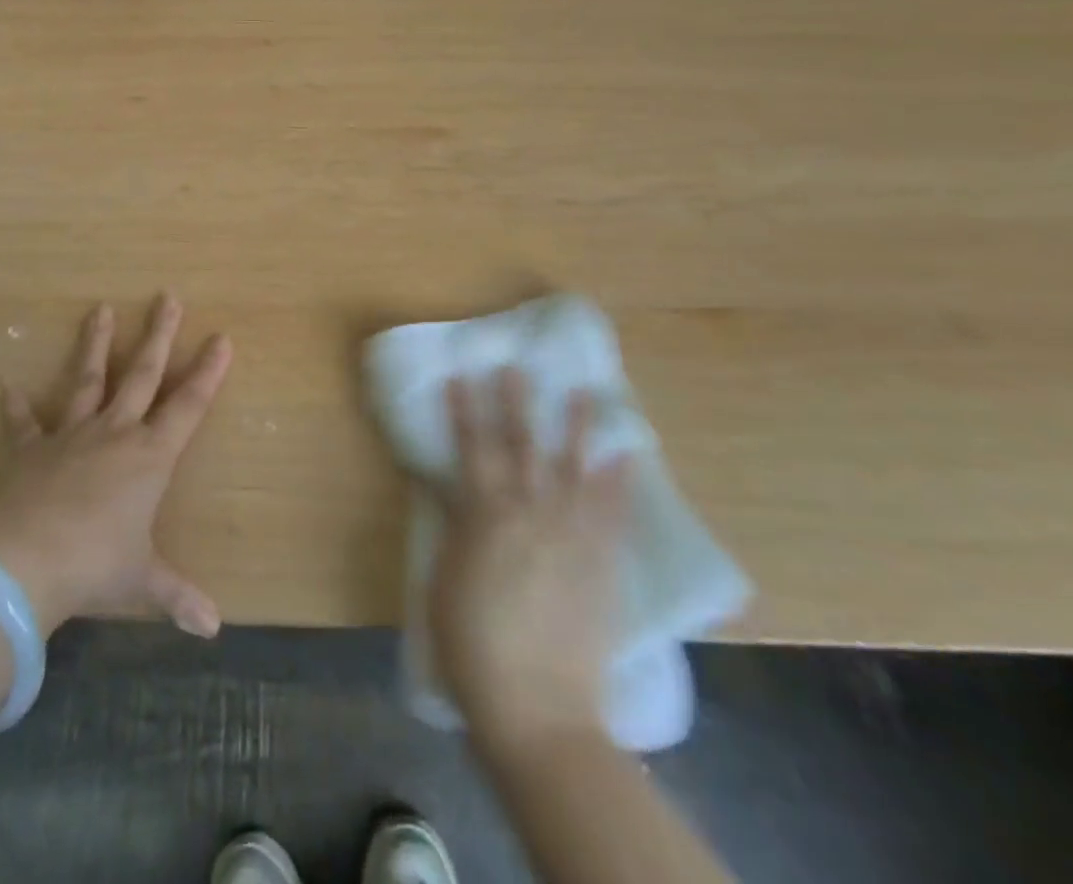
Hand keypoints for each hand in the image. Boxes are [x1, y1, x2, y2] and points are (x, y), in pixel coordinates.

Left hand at [0, 294, 231, 637]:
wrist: (25, 562)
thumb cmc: (96, 565)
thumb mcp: (143, 581)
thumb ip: (179, 597)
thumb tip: (214, 628)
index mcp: (149, 457)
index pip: (188, 406)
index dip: (208, 372)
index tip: (222, 338)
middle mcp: (115, 434)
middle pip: (142, 374)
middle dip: (159, 335)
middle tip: (169, 296)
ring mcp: (71, 437)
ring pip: (87, 380)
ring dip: (95, 345)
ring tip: (100, 309)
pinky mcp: (31, 451)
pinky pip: (23, 424)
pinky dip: (15, 407)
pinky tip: (6, 384)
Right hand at [427, 369, 632, 744]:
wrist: (539, 707)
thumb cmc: (473, 644)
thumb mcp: (445, 578)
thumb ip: (453, 525)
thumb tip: (446, 482)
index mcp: (485, 514)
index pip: (472, 447)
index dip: (465, 409)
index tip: (462, 373)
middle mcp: (531, 511)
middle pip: (522, 444)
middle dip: (517, 401)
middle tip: (517, 365)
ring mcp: (572, 534)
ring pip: (574, 466)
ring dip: (577, 426)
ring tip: (585, 391)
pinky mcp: (602, 561)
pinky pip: (613, 510)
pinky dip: (620, 479)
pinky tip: (626, 453)